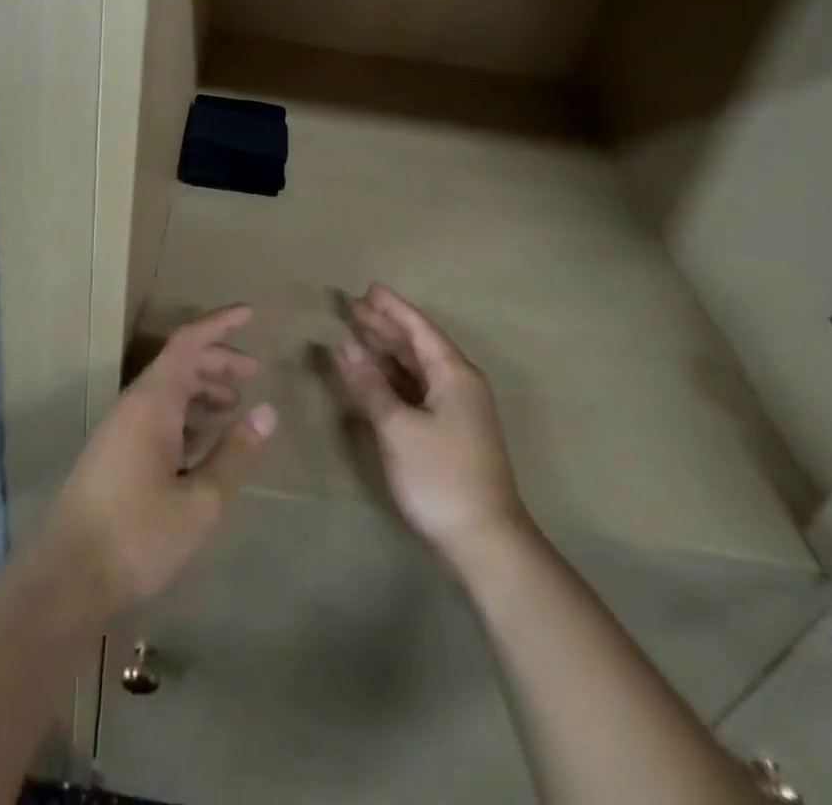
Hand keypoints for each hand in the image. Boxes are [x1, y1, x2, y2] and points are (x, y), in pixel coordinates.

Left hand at [43, 305, 277, 615]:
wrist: (68, 578)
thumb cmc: (139, 535)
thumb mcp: (201, 501)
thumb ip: (235, 453)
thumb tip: (267, 411)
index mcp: (153, 402)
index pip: (188, 343)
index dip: (220, 324)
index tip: (251, 313)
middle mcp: (134, 405)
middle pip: (179, 363)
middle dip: (217, 361)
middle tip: (253, 374)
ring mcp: (121, 429)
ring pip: (167, 391)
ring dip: (202, 389)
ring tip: (235, 406)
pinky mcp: (115, 453)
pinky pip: (157, 415)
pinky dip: (186, 415)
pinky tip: (204, 440)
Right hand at [334, 284, 532, 564]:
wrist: (485, 541)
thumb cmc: (441, 476)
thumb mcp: (398, 428)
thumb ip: (370, 385)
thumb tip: (345, 348)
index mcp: (454, 374)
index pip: (419, 328)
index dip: (392, 308)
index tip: (367, 289)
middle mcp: (459, 383)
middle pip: (418, 344)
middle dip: (385, 325)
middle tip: (352, 306)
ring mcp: (457, 409)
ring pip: (417, 367)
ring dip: (388, 350)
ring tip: (357, 333)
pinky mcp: (451, 431)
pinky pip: (418, 388)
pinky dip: (393, 377)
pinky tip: (373, 376)